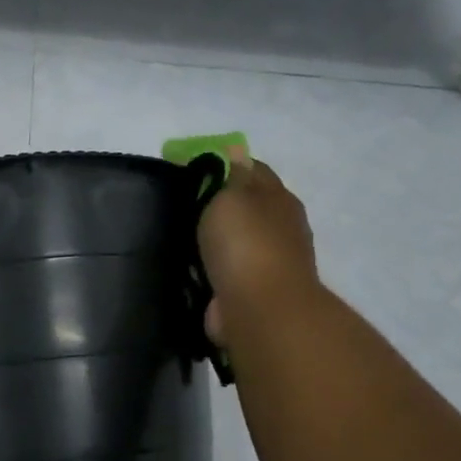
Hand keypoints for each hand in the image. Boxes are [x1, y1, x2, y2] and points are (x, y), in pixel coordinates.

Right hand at [196, 146, 320, 347]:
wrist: (260, 309)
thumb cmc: (245, 244)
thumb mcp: (233, 195)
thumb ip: (231, 173)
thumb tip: (235, 151)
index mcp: (278, 197)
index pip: (252, 168)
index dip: (224, 163)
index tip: (190, 169)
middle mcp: (280, 226)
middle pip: (246, 205)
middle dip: (217, 203)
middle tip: (179, 205)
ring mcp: (269, 261)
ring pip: (235, 240)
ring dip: (213, 239)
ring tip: (179, 238)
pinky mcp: (251, 291)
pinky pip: (225, 271)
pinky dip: (210, 268)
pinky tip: (190, 267)